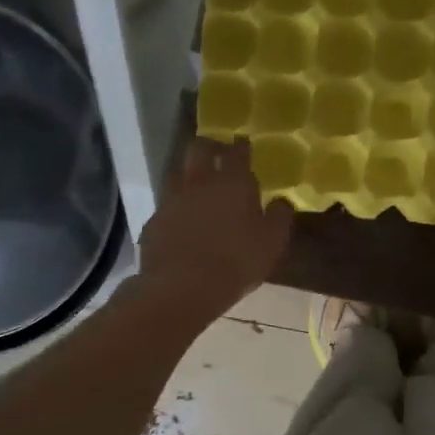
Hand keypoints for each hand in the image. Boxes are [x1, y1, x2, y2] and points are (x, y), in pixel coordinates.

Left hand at [136, 137, 292, 320]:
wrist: (181, 288)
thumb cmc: (236, 262)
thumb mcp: (271, 243)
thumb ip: (279, 217)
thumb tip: (281, 201)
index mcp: (232, 182)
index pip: (237, 152)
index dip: (242, 147)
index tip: (244, 145)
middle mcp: (199, 182)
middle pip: (199, 149)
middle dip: (210, 147)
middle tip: (219, 154)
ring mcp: (171, 200)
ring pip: (178, 173)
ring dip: (189, 175)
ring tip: (199, 187)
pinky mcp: (154, 221)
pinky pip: (166, 205)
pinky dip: (176, 207)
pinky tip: (182, 221)